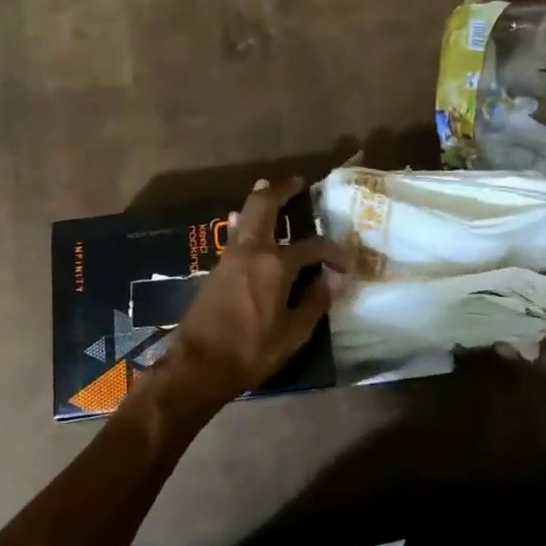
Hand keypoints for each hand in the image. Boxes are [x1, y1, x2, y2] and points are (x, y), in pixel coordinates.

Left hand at [143, 178, 348, 417]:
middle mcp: (252, 250)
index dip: (334, 253)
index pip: (314, 247)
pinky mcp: (217, 268)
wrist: (199, 363)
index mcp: (276, 264)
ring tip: (269, 187)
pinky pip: (234, 235)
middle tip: (298, 182)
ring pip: (245, 215)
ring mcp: (230, 256)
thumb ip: (314, 303)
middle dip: (281, 190)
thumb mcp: (293, 334)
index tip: (346, 264)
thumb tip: (330, 282)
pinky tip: (245, 223)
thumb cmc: (251, 350)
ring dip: (259, 200)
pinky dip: (244, 221)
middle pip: (265, 205)